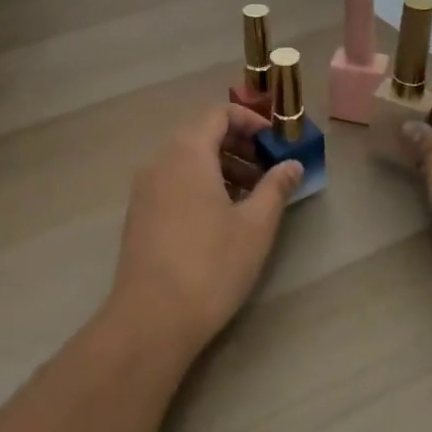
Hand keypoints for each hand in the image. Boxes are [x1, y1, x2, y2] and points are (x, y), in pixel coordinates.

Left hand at [107, 105, 302, 357]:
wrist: (151, 318)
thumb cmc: (210, 264)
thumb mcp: (255, 226)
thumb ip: (275, 188)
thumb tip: (293, 164)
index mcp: (187, 151)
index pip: (219, 113)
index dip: (250, 121)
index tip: (275, 143)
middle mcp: (161, 159)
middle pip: (201, 134)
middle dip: (238, 146)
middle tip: (268, 171)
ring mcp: (145, 187)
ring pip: (186, 160)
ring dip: (220, 167)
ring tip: (250, 197)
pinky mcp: (139, 213)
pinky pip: (173, 181)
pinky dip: (199, 184)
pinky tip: (220, 218)